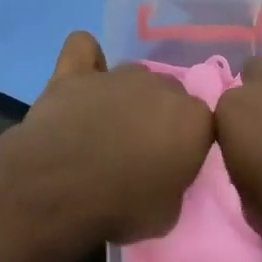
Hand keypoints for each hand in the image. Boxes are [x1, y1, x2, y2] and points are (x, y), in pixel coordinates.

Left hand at [10, 31, 214, 243]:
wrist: (59, 189)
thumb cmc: (121, 208)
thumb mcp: (168, 213)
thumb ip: (176, 182)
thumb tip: (165, 174)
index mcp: (192, 117)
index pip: (201, 121)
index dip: (186, 142)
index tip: (171, 164)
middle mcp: (160, 85)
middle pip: (167, 92)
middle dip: (158, 114)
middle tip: (138, 147)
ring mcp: (117, 74)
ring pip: (131, 74)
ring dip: (124, 95)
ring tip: (103, 126)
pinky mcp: (75, 71)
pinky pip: (84, 48)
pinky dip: (85, 60)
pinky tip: (81, 80)